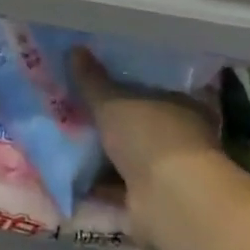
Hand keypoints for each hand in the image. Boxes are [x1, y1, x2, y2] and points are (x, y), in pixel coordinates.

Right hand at [69, 47, 225, 243]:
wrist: (169, 201)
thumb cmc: (149, 136)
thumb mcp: (113, 101)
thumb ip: (92, 79)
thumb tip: (74, 49)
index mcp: (183, 105)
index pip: (155, 87)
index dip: (127, 83)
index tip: (99, 77)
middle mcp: (181, 136)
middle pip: (139, 122)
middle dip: (112, 119)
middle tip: (75, 105)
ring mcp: (168, 171)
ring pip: (129, 155)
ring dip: (103, 152)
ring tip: (66, 136)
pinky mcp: (151, 200)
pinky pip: (118, 185)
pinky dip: (97, 181)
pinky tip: (70, 172)